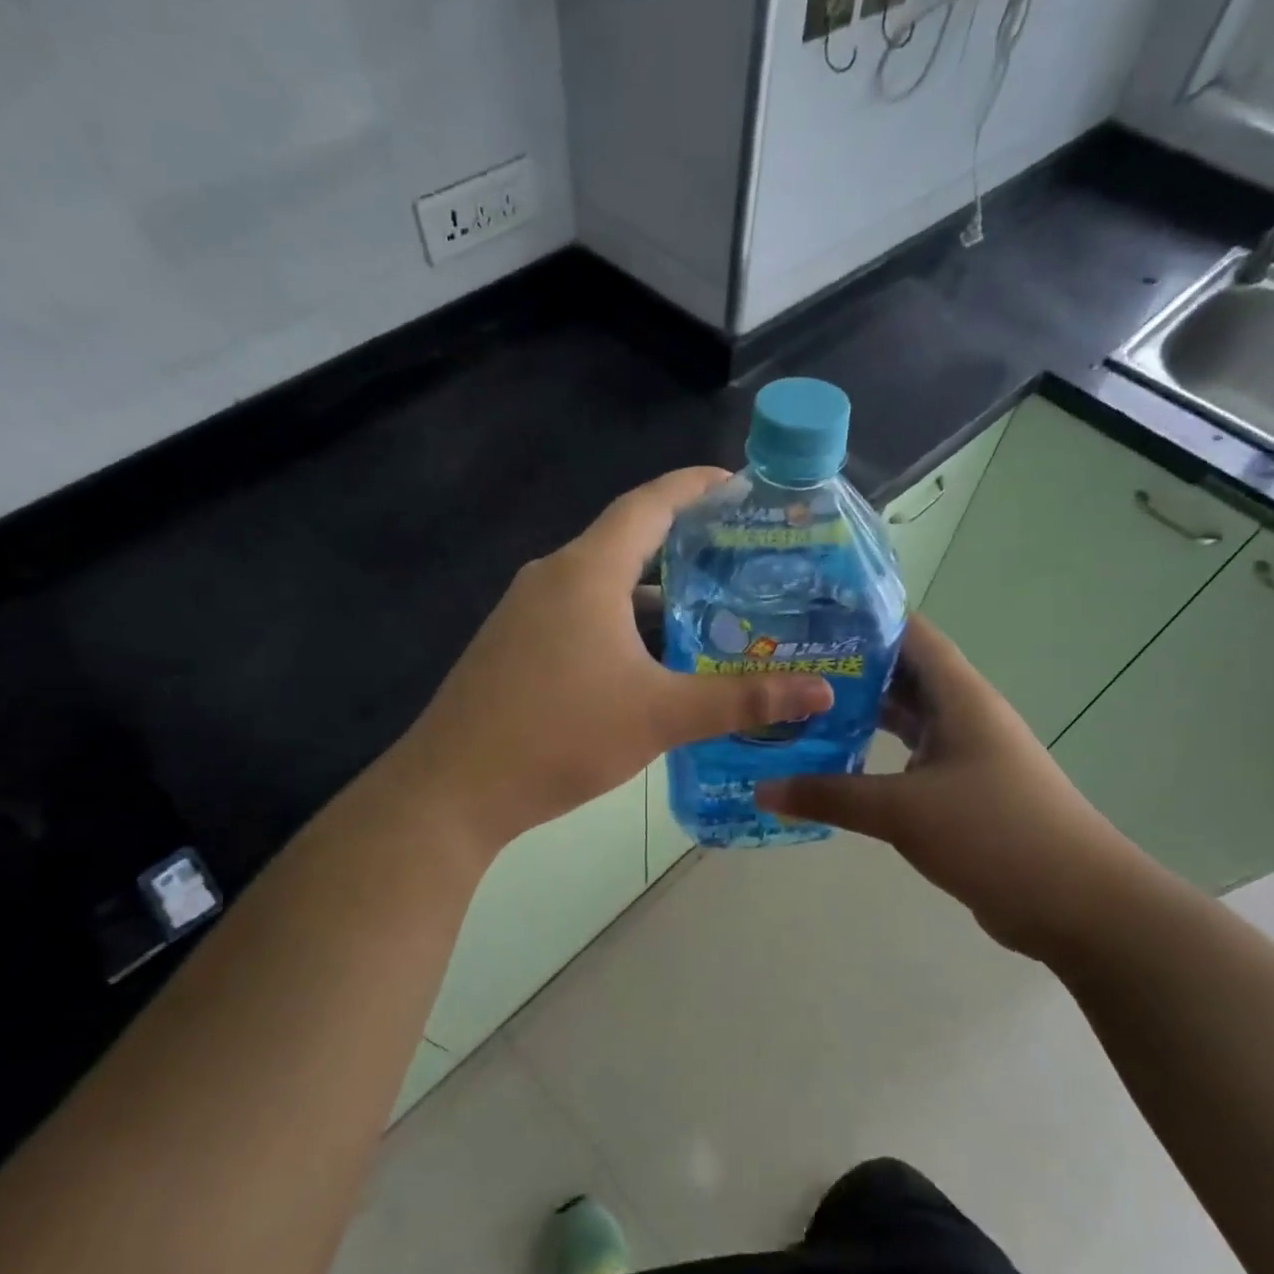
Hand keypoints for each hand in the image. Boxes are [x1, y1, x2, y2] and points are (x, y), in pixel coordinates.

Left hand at [392, 469, 833, 847]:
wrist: (453, 790)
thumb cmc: (559, 736)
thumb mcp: (660, 716)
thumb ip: (741, 700)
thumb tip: (820, 691)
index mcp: (586, 572)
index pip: (649, 504)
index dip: (695, 486)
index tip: (738, 484)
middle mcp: (552, 577)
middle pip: (627, 543)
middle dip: (685, 548)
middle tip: (741, 562)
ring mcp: (525, 613)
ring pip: (602, 587)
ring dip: (653, 598)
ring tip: (708, 615)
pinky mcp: (512, 646)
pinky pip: (578, 616)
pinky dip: (620, 625)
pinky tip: (650, 663)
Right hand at [756, 615, 1141, 962]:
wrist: (1076, 903)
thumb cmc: (995, 833)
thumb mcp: (903, 811)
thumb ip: (830, 795)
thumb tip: (763, 788)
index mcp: (958, 695)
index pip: (908, 632)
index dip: (861, 617)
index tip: (806, 615)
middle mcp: (962, 713)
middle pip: (900, 673)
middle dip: (848, 667)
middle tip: (786, 666)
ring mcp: (964, 752)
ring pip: (903, 718)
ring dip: (859, 713)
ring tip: (799, 708)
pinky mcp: (961, 790)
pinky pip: (907, 758)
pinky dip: (873, 756)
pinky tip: (834, 765)